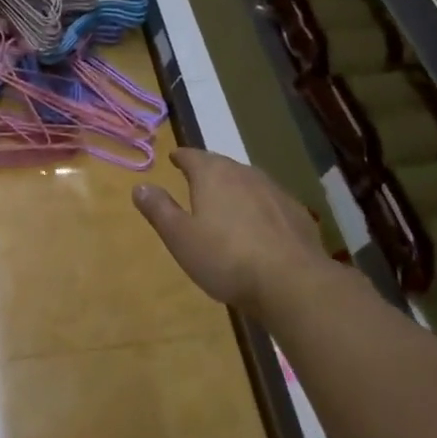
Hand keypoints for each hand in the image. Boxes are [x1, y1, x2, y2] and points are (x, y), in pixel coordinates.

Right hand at [133, 149, 330, 319]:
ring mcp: (275, 192)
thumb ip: (159, 209)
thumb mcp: (180, 237)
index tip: (174, 157)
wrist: (291, 281)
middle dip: (208, 169)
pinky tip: (258, 225)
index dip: (181, 157)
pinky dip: (258, 207)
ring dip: (235, 187)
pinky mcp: (296, 213)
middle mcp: (245, 174)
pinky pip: (270, 202)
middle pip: (222, 165)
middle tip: (196, 177)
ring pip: (248, 181)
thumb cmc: (225, 258)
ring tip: (225, 199)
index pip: (193, 156)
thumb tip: (140, 186)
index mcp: (213, 175)